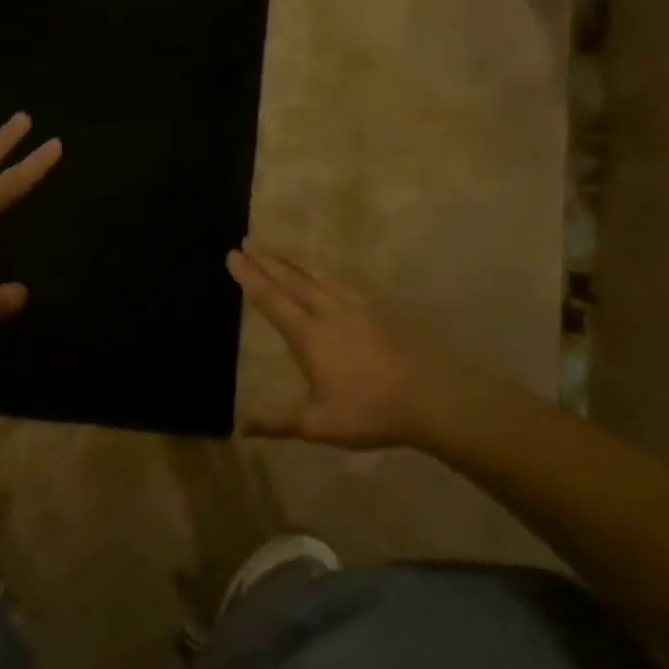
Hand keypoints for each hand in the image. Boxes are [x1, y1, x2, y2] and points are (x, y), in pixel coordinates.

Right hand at [229, 246, 507, 450]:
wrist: (436, 397)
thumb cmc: (372, 412)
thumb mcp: (318, 425)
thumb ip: (278, 422)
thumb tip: (241, 427)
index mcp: (310, 336)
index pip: (272, 300)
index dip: (250, 278)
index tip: (233, 255)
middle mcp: (330, 313)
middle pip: (293, 279)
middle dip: (267, 260)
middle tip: (248, 241)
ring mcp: (359, 307)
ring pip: (320, 274)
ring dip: (295, 259)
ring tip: (278, 247)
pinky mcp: (382, 310)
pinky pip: (344, 281)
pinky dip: (326, 270)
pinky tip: (327, 272)